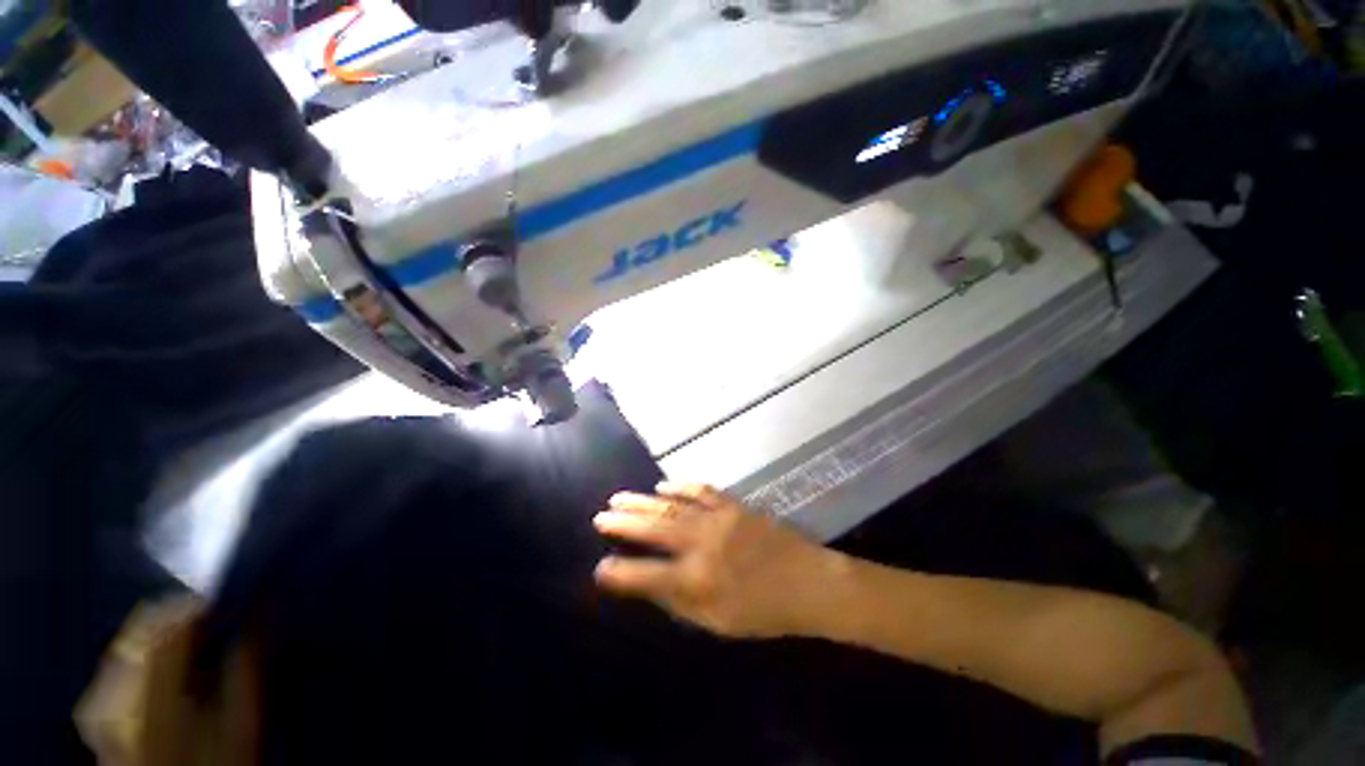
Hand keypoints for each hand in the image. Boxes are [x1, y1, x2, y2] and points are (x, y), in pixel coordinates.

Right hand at [592, 483, 850, 638]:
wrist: (809, 582)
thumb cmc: (764, 611)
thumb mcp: (719, 622)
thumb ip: (681, 603)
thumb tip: (650, 585)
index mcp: (699, 580)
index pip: (647, 576)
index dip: (619, 574)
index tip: (599, 568)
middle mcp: (702, 544)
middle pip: (654, 530)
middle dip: (623, 523)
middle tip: (601, 516)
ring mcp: (718, 519)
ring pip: (671, 506)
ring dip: (643, 501)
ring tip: (619, 498)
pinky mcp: (733, 505)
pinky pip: (701, 491)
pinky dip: (679, 486)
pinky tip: (663, 485)